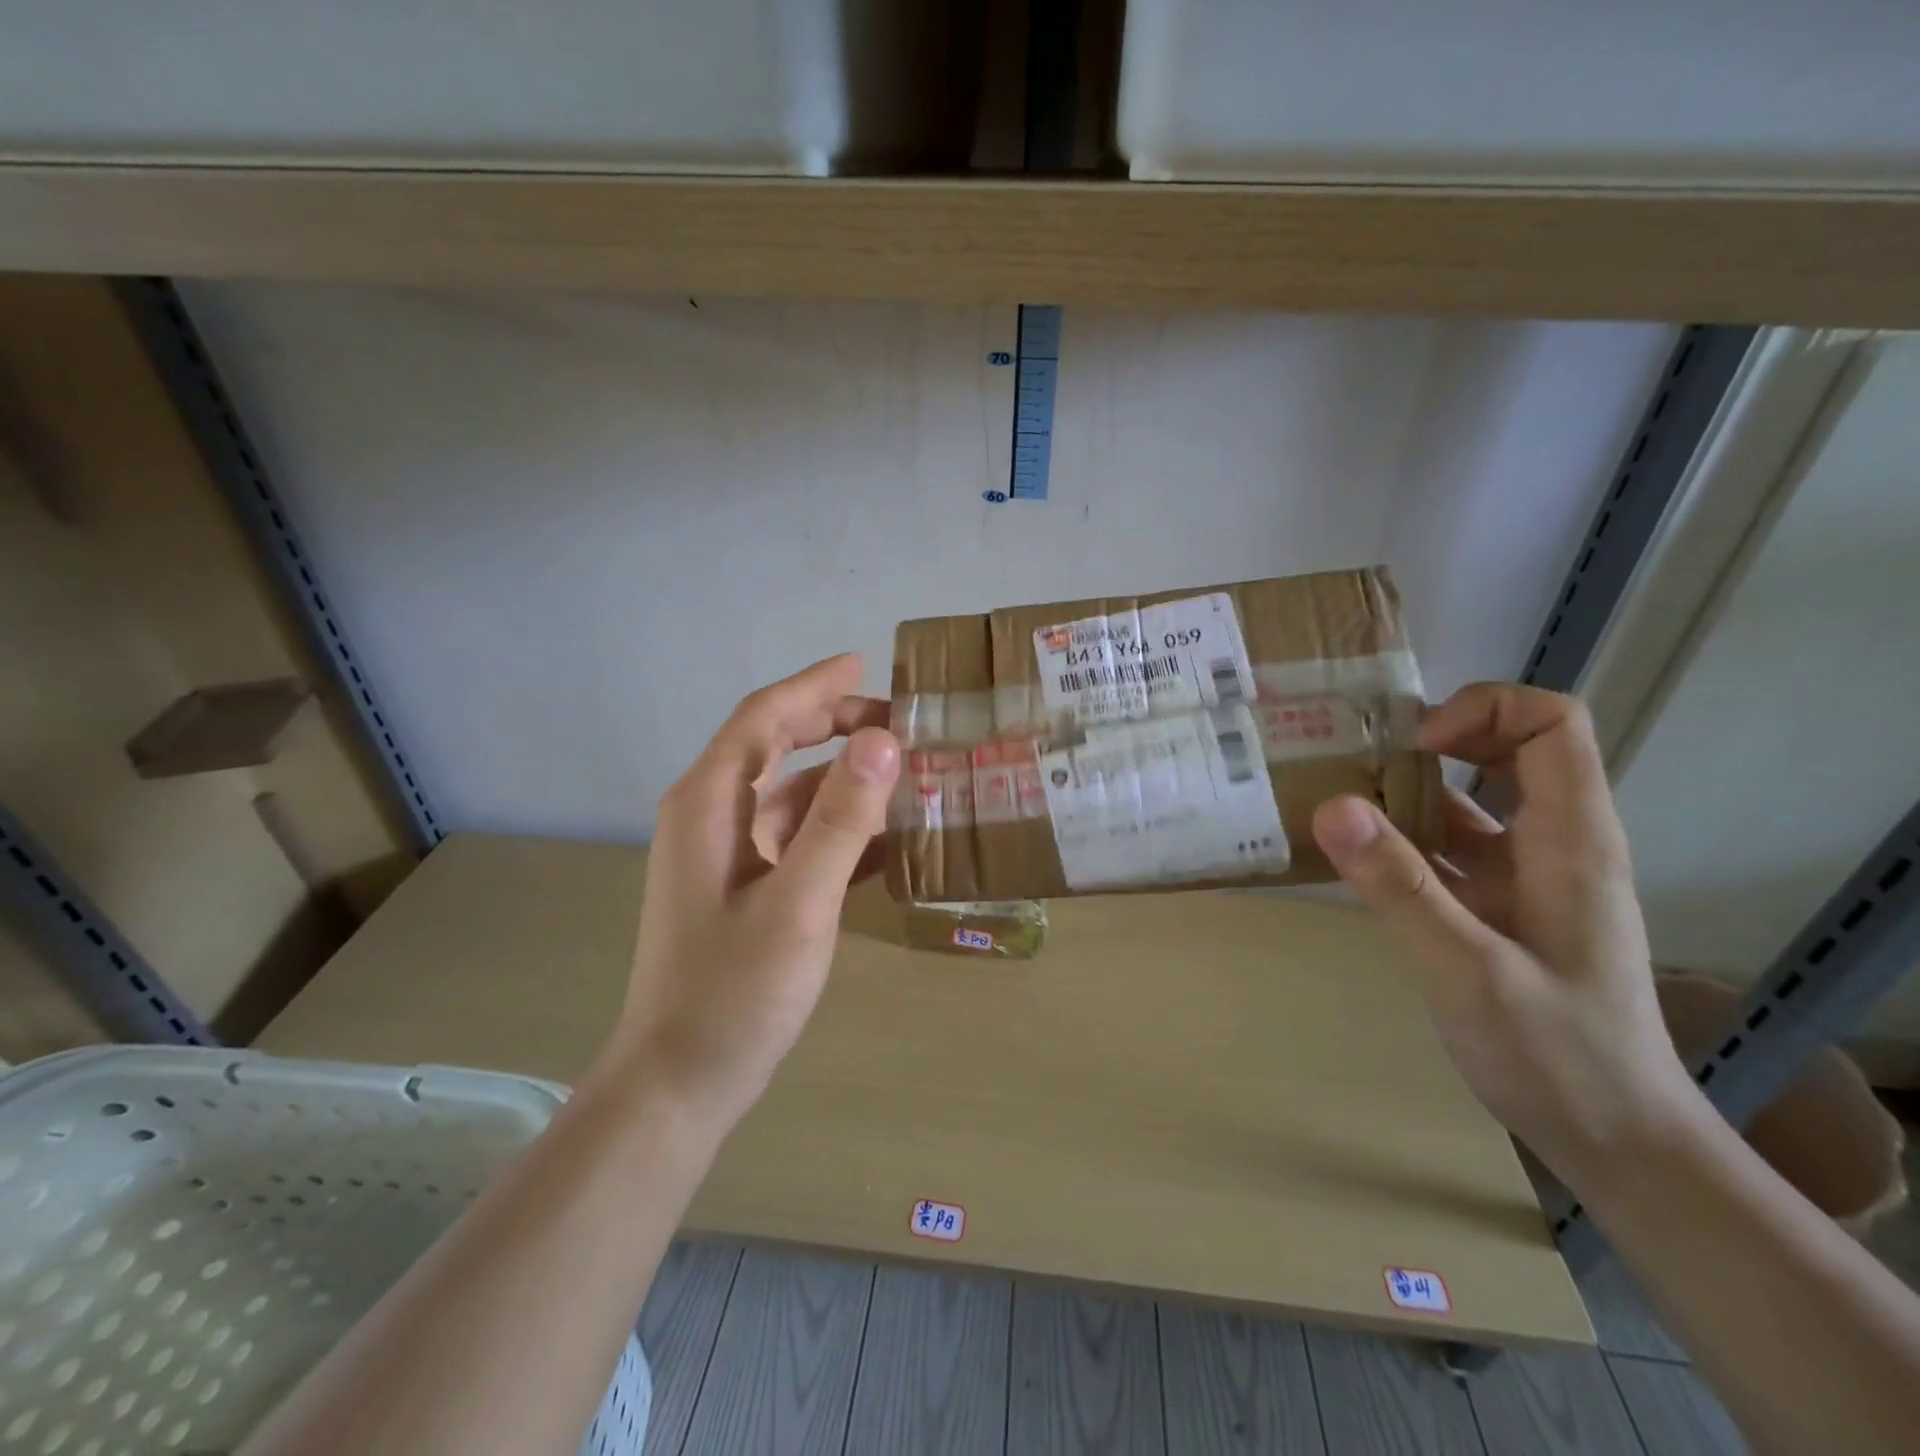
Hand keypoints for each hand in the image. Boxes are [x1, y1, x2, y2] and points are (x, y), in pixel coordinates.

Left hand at [603, 654, 900, 1129]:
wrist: (677, 1085)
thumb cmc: (733, 994)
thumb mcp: (798, 904)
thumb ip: (841, 820)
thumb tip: (882, 740)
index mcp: (708, 804)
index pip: (763, 718)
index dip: (813, 686)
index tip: (865, 664)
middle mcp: (710, 816)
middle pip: (773, 746)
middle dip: (831, 725)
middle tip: (898, 723)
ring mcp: (724, 854)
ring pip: (788, 793)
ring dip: (841, 779)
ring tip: (904, 774)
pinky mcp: (741, 887)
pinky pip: (793, 837)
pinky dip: (836, 826)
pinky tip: (885, 837)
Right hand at [1311, 683, 1698, 1186]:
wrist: (1615, 1142)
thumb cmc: (1558, 1057)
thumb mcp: (1468, 971)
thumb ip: (1400, 887)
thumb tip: (1331, 804)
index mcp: (1569, 840)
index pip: (1550, 724)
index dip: (1480, 711)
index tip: (1410, 747)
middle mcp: (1553, 843)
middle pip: (1509, 747)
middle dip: (1432, 739)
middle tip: (1357, 758)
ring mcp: (1525, 876)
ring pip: (1469, 800)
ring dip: (1405, 790)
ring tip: (1333, 796)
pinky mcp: (1499, 906)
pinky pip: (1448, 849)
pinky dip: (1400, 838)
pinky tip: (1350, 857)